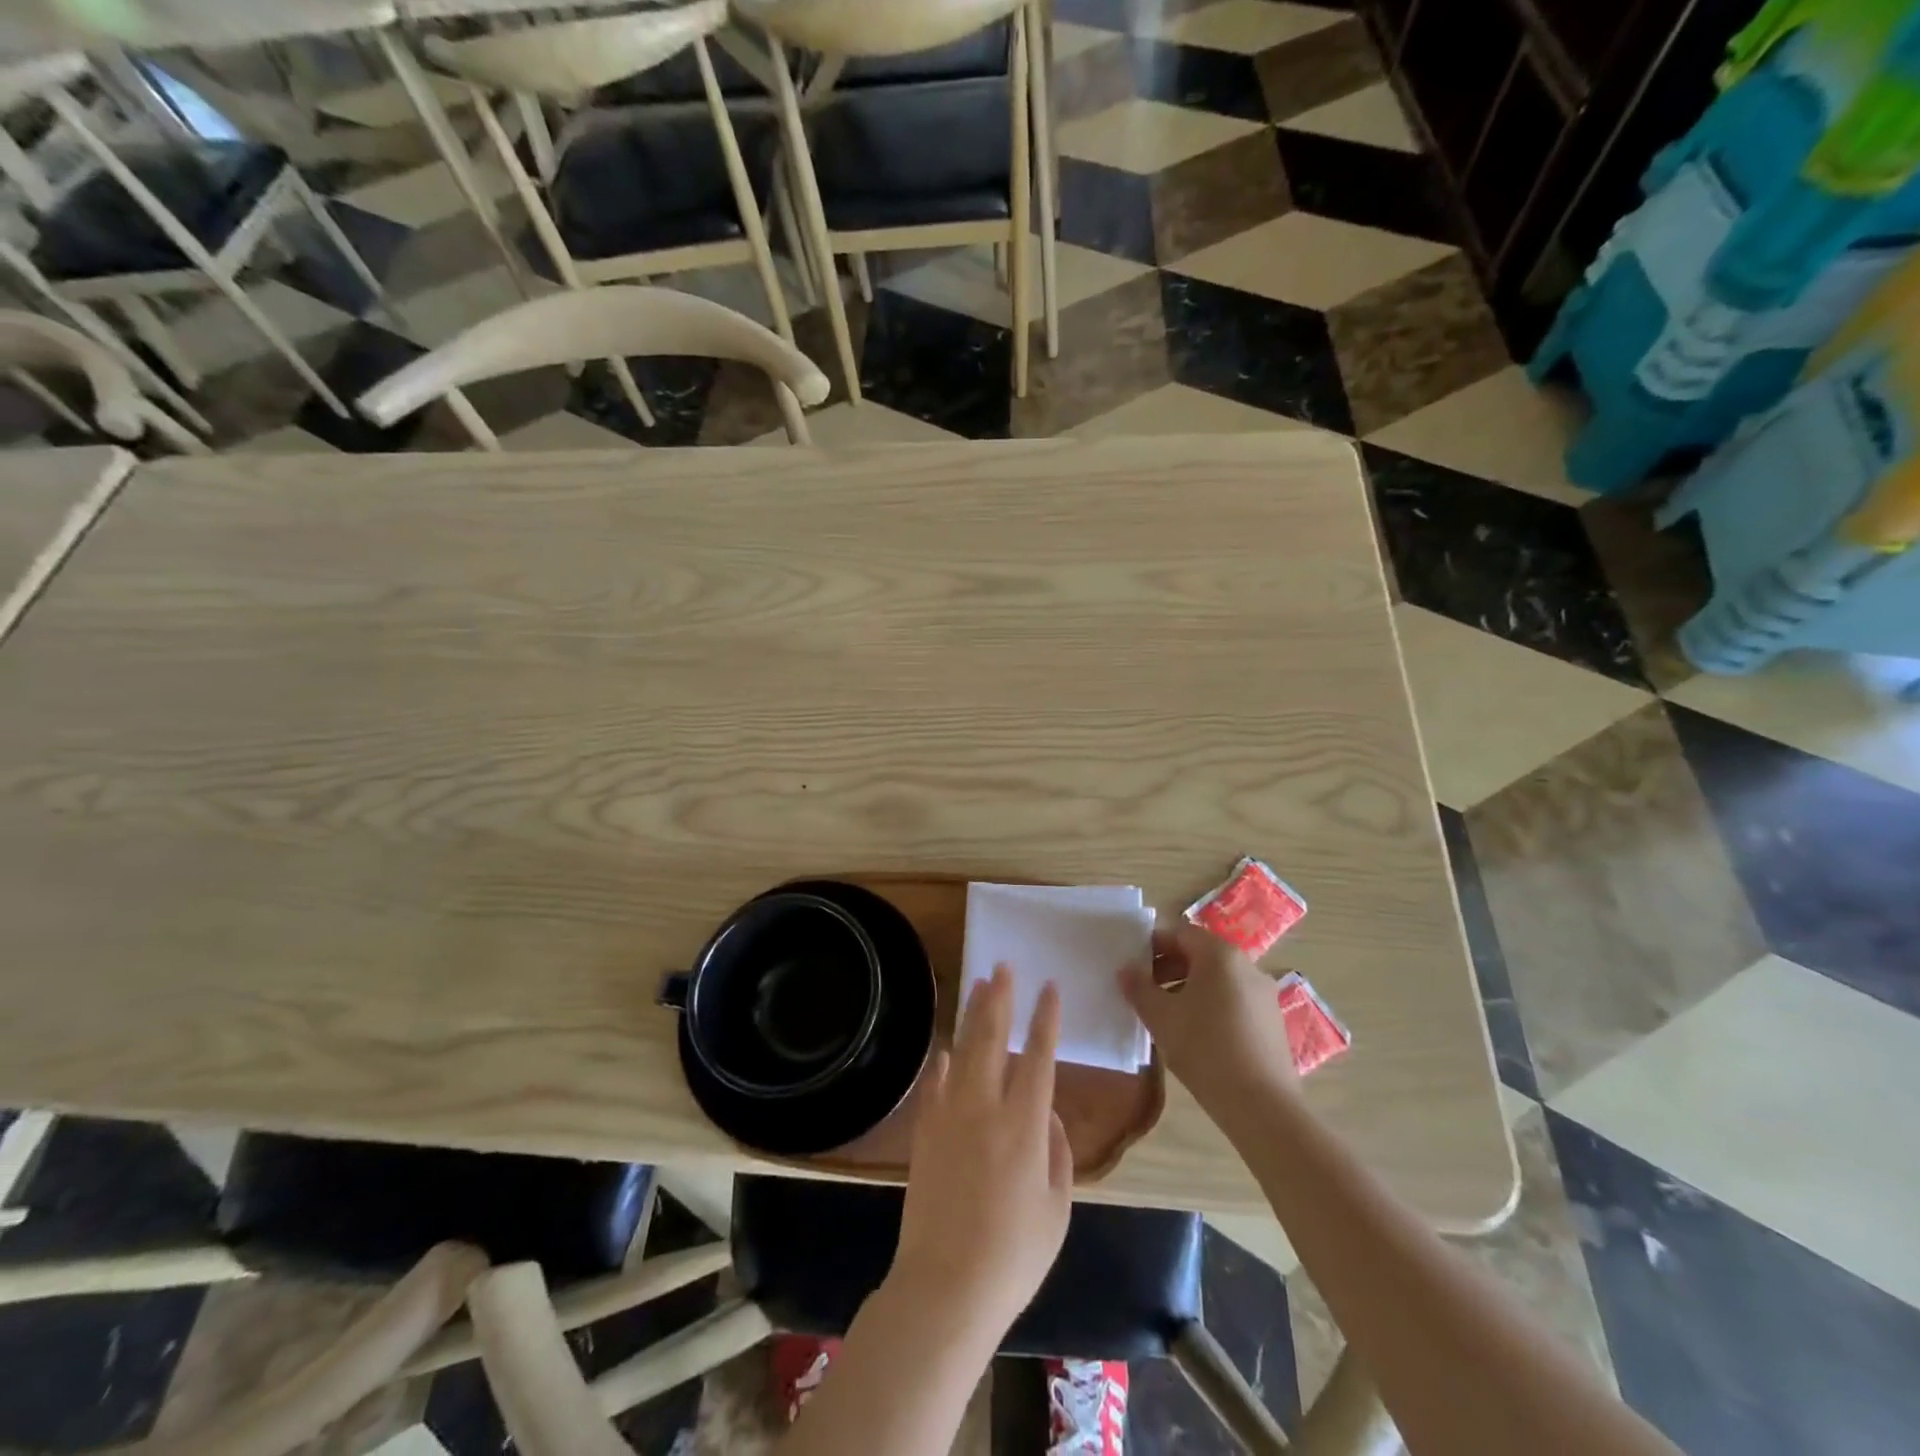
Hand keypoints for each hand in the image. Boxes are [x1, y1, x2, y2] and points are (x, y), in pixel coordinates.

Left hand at [889, 967, 1072, 1344]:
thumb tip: (1048, 1114)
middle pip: (992, 1040)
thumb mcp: (1056, 1210)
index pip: (1038, 1058)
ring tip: (978, 986)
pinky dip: (943, 1064)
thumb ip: (1058, 1154)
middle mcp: (985, 1108)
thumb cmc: (1013, 1256)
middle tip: (1002, 967)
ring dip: (971, 1016)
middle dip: (1000, 1000)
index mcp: (1024, 1126)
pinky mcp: (925, 1133)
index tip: (1049, 988)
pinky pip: (934, 1085)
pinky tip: (946, 1049)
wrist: (945, 1287)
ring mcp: (949, 1117)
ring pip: (962, 1051)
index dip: (1045, 1020)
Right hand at [1120, 922, 1298, 1118]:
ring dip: (1188, 988)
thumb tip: (1126, 970)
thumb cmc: (1205, 1049)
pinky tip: (1196, 1035)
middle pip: (1201, 954)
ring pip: (1218, 979)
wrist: (1262, 1106)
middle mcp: (1247, 966)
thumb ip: (1139, 988)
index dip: (1153, 944)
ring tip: (1166, 1015)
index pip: (1180, 933)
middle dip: (1169, 967)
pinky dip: (1211, 1006)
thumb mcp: (1161, 1017)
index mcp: (1220, 955)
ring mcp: (1264, 995)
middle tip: (1144, 990)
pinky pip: (1234, 1000)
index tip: (1133, 964)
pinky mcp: (1272, 1022)